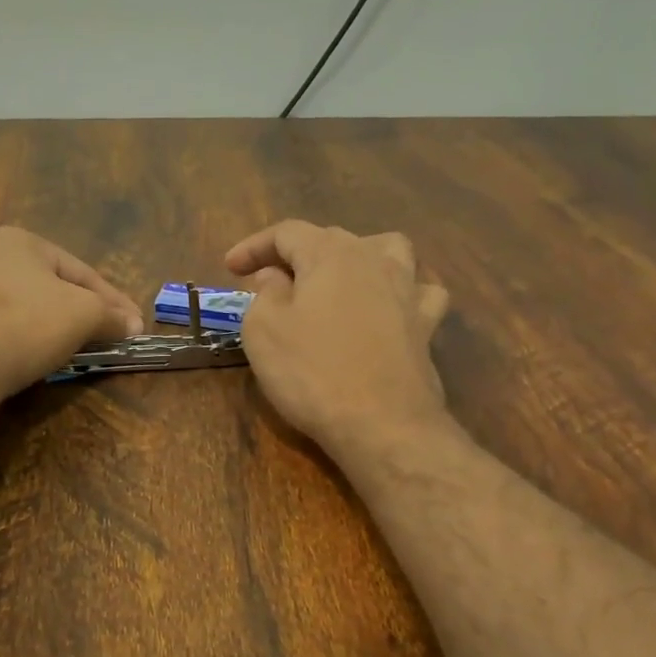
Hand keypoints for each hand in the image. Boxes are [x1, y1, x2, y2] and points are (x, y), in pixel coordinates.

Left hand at [0, 227, 143, 400]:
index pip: (81, 271)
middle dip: (81, 311)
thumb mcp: (84, 315)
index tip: (133, 324)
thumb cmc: (27, 325)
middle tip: (107, 335)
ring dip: (53, 325)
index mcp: (19, 240)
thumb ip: (111, 315)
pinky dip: (23, 337)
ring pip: (24, 306)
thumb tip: (133, 325)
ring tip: (75, 348)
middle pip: (51, 286)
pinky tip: (35, 356)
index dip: (113, 300)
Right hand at [226, 220, 451, 457]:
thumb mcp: (263, 330)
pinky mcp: (426, 325)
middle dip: (295, 254)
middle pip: (332, 239)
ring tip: (337, 278)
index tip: (229, 268)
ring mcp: (407, 291)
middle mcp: (374, 259)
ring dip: (357, 256)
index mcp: (330, 254)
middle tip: (267, 282)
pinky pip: (418, 291)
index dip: (254, 246)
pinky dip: (401, 291)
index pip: (287, 233)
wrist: (381, 424)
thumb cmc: (311, 372)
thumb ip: (265, 293)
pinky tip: (389, 306)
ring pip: (387, 251)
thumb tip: (275, 277)